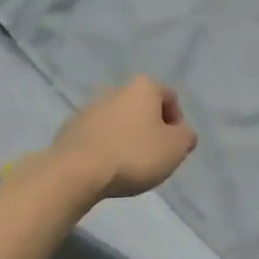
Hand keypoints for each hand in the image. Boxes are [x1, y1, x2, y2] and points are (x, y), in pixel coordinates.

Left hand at [48, 76, 197, 200]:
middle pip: (143, 108)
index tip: (174, 148)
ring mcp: (90, 107)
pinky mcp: (71, 127)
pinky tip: (107, 167)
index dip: (177, 123)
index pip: (170, 98)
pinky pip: (99, 135)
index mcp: (143, 87)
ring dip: (128, 137)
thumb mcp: (176, 148)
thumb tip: (182, 133)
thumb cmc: (134, 155)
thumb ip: (186, 136)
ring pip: (120, 121)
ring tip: (130, 166)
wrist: (77, 170)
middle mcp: (116, 89)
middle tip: (154, 157)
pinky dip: (107, 146)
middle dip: (151, 129)